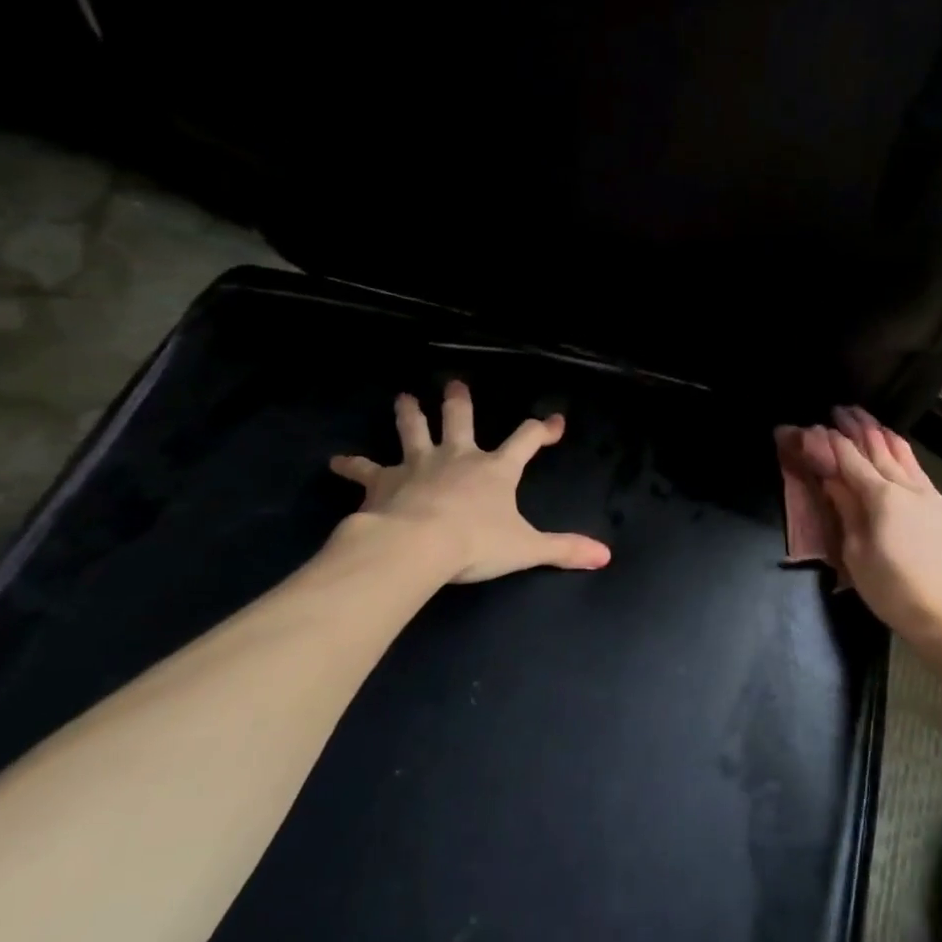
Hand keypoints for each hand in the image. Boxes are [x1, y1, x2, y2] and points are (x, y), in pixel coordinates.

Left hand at [328, 381, 610, 583]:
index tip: (555, 422)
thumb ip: (565, 549)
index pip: (526, 440)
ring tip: (404, 398)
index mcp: (495, 470)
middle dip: (459, 402)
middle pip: (460, 420)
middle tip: (454, 385)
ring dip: (409, 414)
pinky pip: (365, 469)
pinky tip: (336, 462)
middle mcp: (457, 457)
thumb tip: (605, 556)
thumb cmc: (476, 543)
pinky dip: (351, 465)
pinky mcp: (383, 480)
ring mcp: (418, 464)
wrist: (418, 545)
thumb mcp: (527, 548)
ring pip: (413, 430)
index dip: (542, 430)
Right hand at [796, 407, 941, 650]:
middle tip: (844, 409)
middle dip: (860, 428)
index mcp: (881, 498)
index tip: (819, 424)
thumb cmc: (893, 590)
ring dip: (887, 438)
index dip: (833, 442)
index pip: (851, 460)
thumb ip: (847, 512)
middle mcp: (910, 489)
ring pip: (907, 458)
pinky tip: (904, 462)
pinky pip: (923, 478)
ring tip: (873, 423)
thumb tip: (833, 480)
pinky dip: (907, 462)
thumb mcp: (856, 555)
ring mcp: (935, 498)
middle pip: (881, 450)